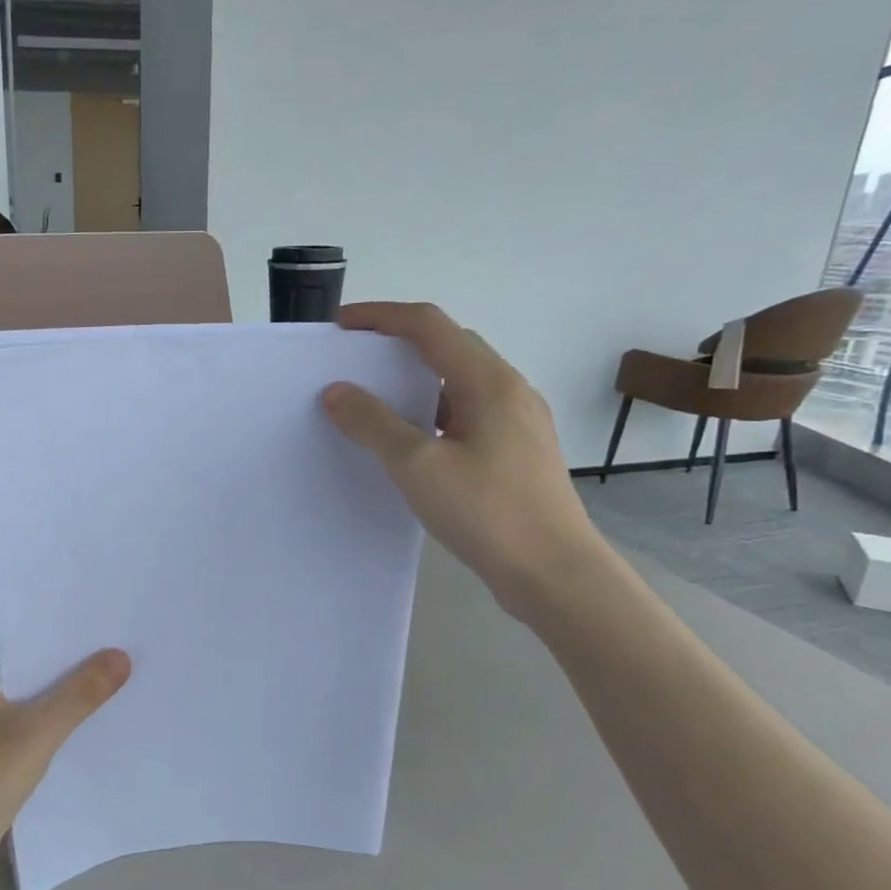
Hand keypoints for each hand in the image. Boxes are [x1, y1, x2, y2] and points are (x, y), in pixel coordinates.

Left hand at [0, 633, 130, 887]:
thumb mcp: (37, 730)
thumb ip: (80, 693)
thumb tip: (121, 656)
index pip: (10, 634)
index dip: (48, 624)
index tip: (89, 616)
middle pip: (21, 666)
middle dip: (61, 659)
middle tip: (109, 643)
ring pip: (26, 699)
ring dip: (59, 692)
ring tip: (108, 675)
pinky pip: (26, 727)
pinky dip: (52, 722)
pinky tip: (87, 721)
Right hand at [322, 302, 609, 620]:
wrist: (554, 572)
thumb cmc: (487, 512)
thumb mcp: (417, 466)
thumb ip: (373, 424)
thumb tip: (337, 391)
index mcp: (487, 381)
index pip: (428, 325)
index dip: (381, 317)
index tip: (340, 327)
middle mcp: (508, 390)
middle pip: (447, 346)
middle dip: (397, 344)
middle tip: (354, 361)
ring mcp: (518, 421)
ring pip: (458, 381)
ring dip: (415, 380)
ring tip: (376, 400)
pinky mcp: (517, 450)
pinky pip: (467, 412)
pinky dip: (432, 411)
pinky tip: (413, 441)